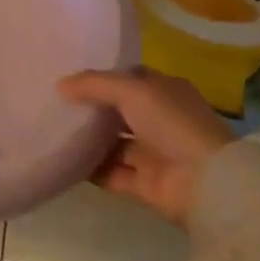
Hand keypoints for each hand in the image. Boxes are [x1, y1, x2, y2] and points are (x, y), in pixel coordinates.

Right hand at [57, 68, 233, 227]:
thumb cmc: (172, 123)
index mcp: (164, 91)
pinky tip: (64, 160)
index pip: (128, 78)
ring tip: (53, 129)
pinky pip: (111, 173)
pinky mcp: (144, 185)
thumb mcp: (131, 90)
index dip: (101, 76)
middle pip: (118, 111)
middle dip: (91, 108)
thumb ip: (93, 85)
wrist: (207, 184)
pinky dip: (91, 168)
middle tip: (54, 102)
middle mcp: (159, 120)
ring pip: (113, 142)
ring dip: (88, 139)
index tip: (69, 76)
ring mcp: (153, 153)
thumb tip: (60, 86)